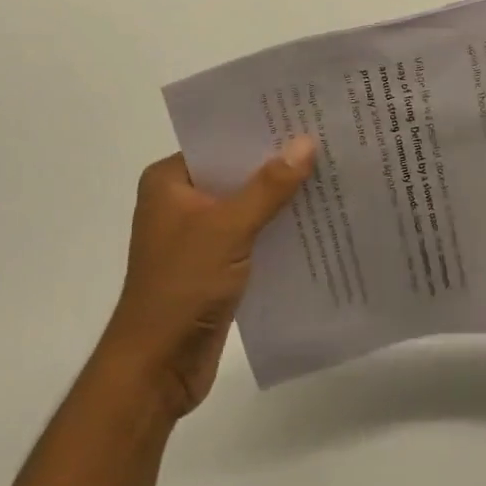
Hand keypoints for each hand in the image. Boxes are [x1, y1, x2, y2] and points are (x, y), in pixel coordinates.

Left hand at [99, 138, 315, 418]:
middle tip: (324, 140)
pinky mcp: (213, 265)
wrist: (156, 370)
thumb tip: (306, 142)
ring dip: (279, 198)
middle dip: (275, 163)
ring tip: (329, 174)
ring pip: (245, 204)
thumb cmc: (182, 286)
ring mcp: (196, 235)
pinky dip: (275, 228)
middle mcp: (179, 201)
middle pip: (235, 172)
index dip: (259, 129)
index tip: (301, 115)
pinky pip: (250, 234)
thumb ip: (268, 186)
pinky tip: (314, 220)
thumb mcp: (228, 228)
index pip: (220, 142)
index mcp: (169, 181)